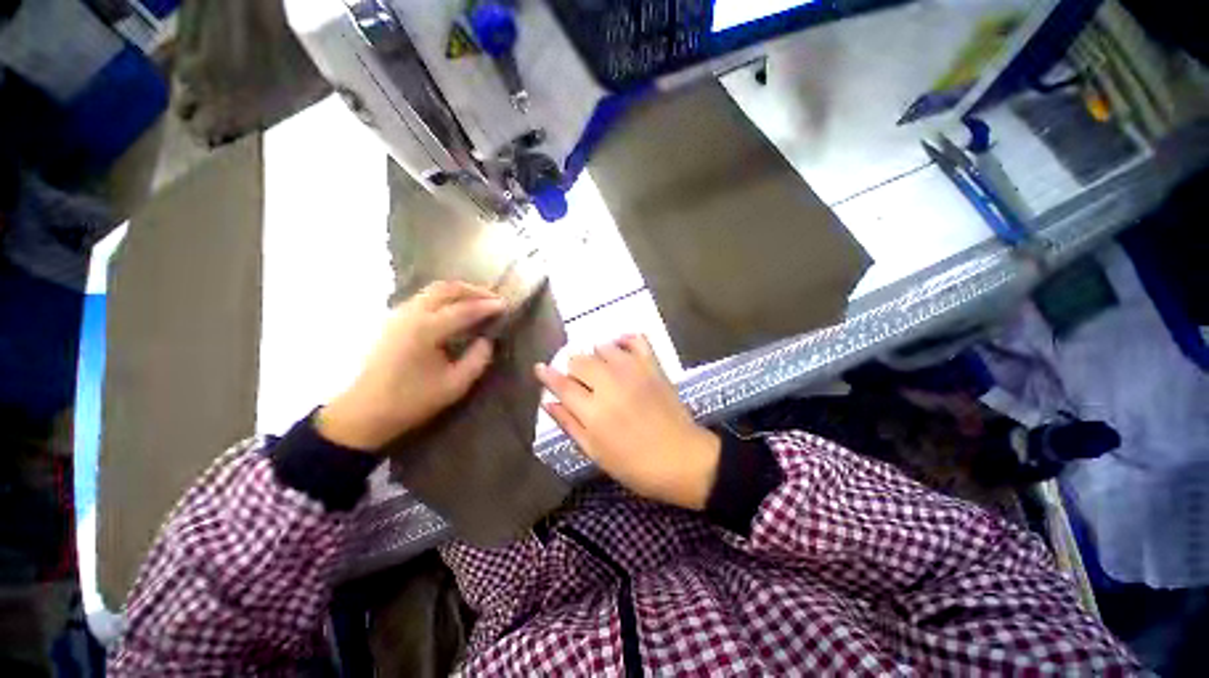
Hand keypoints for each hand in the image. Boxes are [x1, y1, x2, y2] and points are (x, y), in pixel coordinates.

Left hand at [317, 281, 504, 451]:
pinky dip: (445, 297)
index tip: (506, 305)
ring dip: (459, 291)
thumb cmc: (411, 401)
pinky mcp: (395, 320)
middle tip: (494, 299)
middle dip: (474, 290)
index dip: (487, 306)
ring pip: (433, 290)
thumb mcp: (454, 385)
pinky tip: (456, 309)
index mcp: (425, 330)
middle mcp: (411, 314)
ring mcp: (399, 314)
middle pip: (446, 289)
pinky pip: (424, 297)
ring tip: (479, 301)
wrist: (365, 411)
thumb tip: (487, 340)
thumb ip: (477, 359)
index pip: (464, 310)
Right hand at [536, 335, 720, 509]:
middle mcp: (610, 385)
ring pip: (603, 347)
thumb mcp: (595, 453)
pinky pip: (636, 339)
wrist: (682, 459)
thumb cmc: (635, 464)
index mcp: (594, 412)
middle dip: (572, 368)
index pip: (562, 384)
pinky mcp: (653, 366)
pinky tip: (619, 347)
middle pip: (580, 360)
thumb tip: (547, 401)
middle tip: (579, 380)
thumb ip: (569, 424)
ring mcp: (634, 371)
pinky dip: (624, 339)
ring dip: (596, 355)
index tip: (540, 368)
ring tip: (600, 369)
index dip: (548, 375)